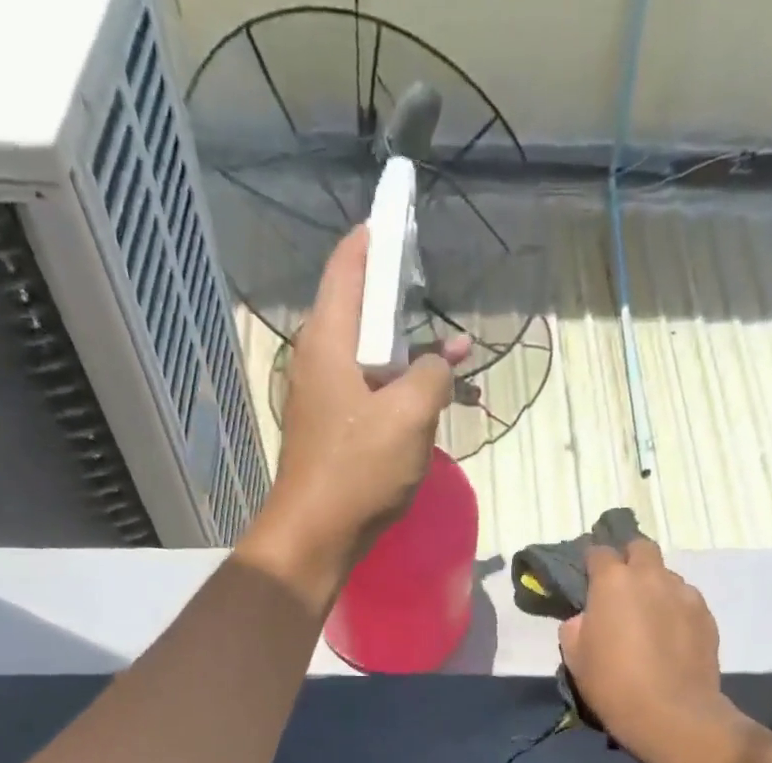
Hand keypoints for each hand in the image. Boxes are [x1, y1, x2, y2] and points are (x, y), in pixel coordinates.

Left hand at [247, 227, 469, 587]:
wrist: (315, 535)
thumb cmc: (358, 471)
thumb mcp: (410, 417)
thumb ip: (432, 376)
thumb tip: (441, 361)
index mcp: (328, 341)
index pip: (349, 266)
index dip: (377, 238)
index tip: (404, 218)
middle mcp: (319, 359)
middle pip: (362, 309)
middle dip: (404, 299)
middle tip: (439, 289)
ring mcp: (324, 396)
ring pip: (372, 356)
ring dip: (411, 353)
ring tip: (456, 355)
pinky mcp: (334, 429)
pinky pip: (371, 392)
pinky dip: (401, 389)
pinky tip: (434, 403)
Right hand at [558, 538, 736, 762]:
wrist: (672, 713)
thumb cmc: (613, 684)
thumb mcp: (575, 658)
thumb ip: (575, 628)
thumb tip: (585, 619)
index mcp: (612, 581)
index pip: (598, 552)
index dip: (591, 564)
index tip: (588, 580)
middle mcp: (650, 576)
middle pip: (640, 548)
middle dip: (629, 560)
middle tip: (621, 590)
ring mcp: (683, 593)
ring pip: (666, 575)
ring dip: (655, 586)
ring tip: (650, 617)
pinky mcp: (706, 615)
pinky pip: (686, 600)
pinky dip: (675, 609)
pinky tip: (671, 636)